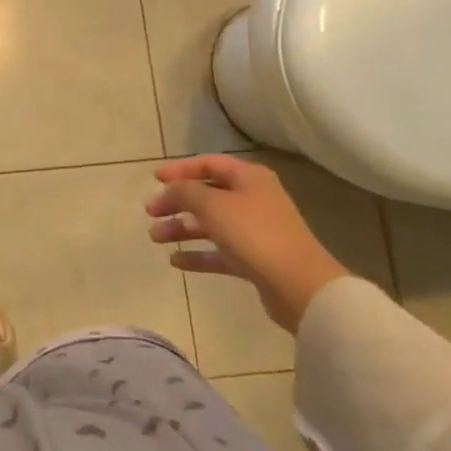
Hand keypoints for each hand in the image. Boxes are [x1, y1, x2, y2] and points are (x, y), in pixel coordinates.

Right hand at [147, 156, 348, 332]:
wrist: (299, 286)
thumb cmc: (254, 234)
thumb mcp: (213, 205)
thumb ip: (185, 192)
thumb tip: (171, 190)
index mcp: (248, 178)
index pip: (209, 164)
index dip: (180, 169)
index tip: (154, 179)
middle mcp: (253, 199)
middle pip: (207, 195)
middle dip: (177, 202)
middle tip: (151, 213)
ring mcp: (255, 231)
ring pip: (211, 224)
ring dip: (182, 228)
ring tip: (156, 238)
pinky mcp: (255, 260)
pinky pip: (219, 252)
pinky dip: (197, 254)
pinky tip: (175, 261)